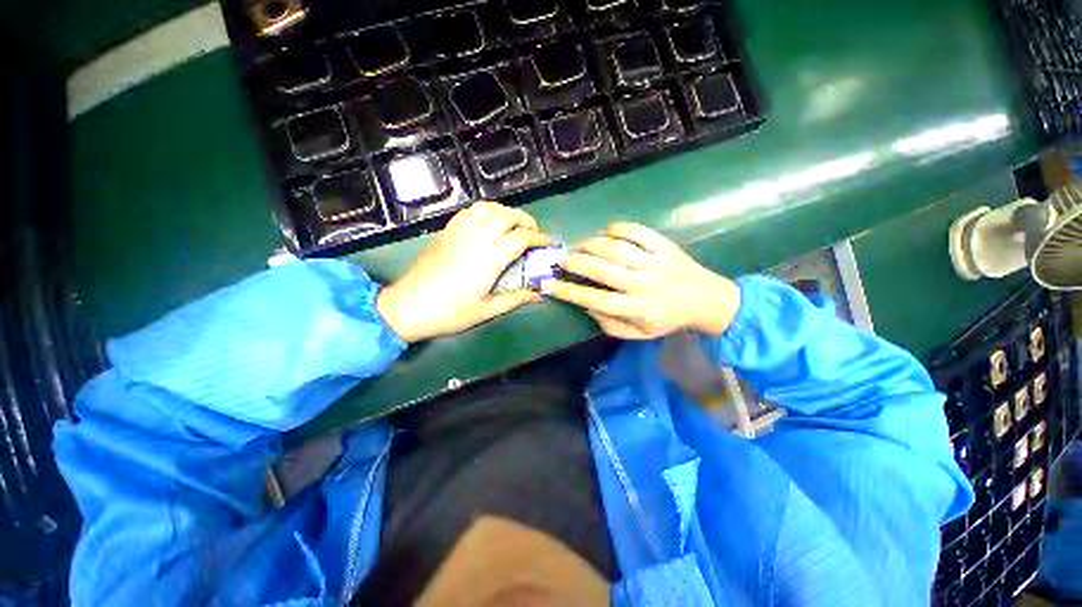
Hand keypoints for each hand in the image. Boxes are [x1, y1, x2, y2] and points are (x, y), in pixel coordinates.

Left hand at [377, 201, 551, 342]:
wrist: (407, 307)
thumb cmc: (450, 312)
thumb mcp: (487, 310)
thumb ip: (516, 299)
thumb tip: (539, 295)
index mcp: (489, 259)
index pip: (521, 237)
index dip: (539, 238)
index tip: (548, 244)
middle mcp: (476, 238)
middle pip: (507, 215)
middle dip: (526, 220)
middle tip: (533, 234)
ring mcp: (459, 231)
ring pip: (488, 207)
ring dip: (506, 213)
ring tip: (513, 227)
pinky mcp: (446, 231)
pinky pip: (470, 211)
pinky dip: (486, 212)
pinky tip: (488, 225)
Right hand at [544, 223, 740, 339]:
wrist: (707, 299)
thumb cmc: (668, 320)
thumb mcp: (639, 334)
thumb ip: (611, 325)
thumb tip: (586, 307)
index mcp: (636, 308)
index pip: (595, 299)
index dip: (568, 291)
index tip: (548, 284)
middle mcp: (642, 284)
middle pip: (602, 270)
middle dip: (576, 262)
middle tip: (561, 259)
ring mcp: (654, 262)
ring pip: (616, 248)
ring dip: (592, 244)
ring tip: (581, 246)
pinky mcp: (664, 245)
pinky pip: (637, 231)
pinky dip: (618, 228)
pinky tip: (607, 232)